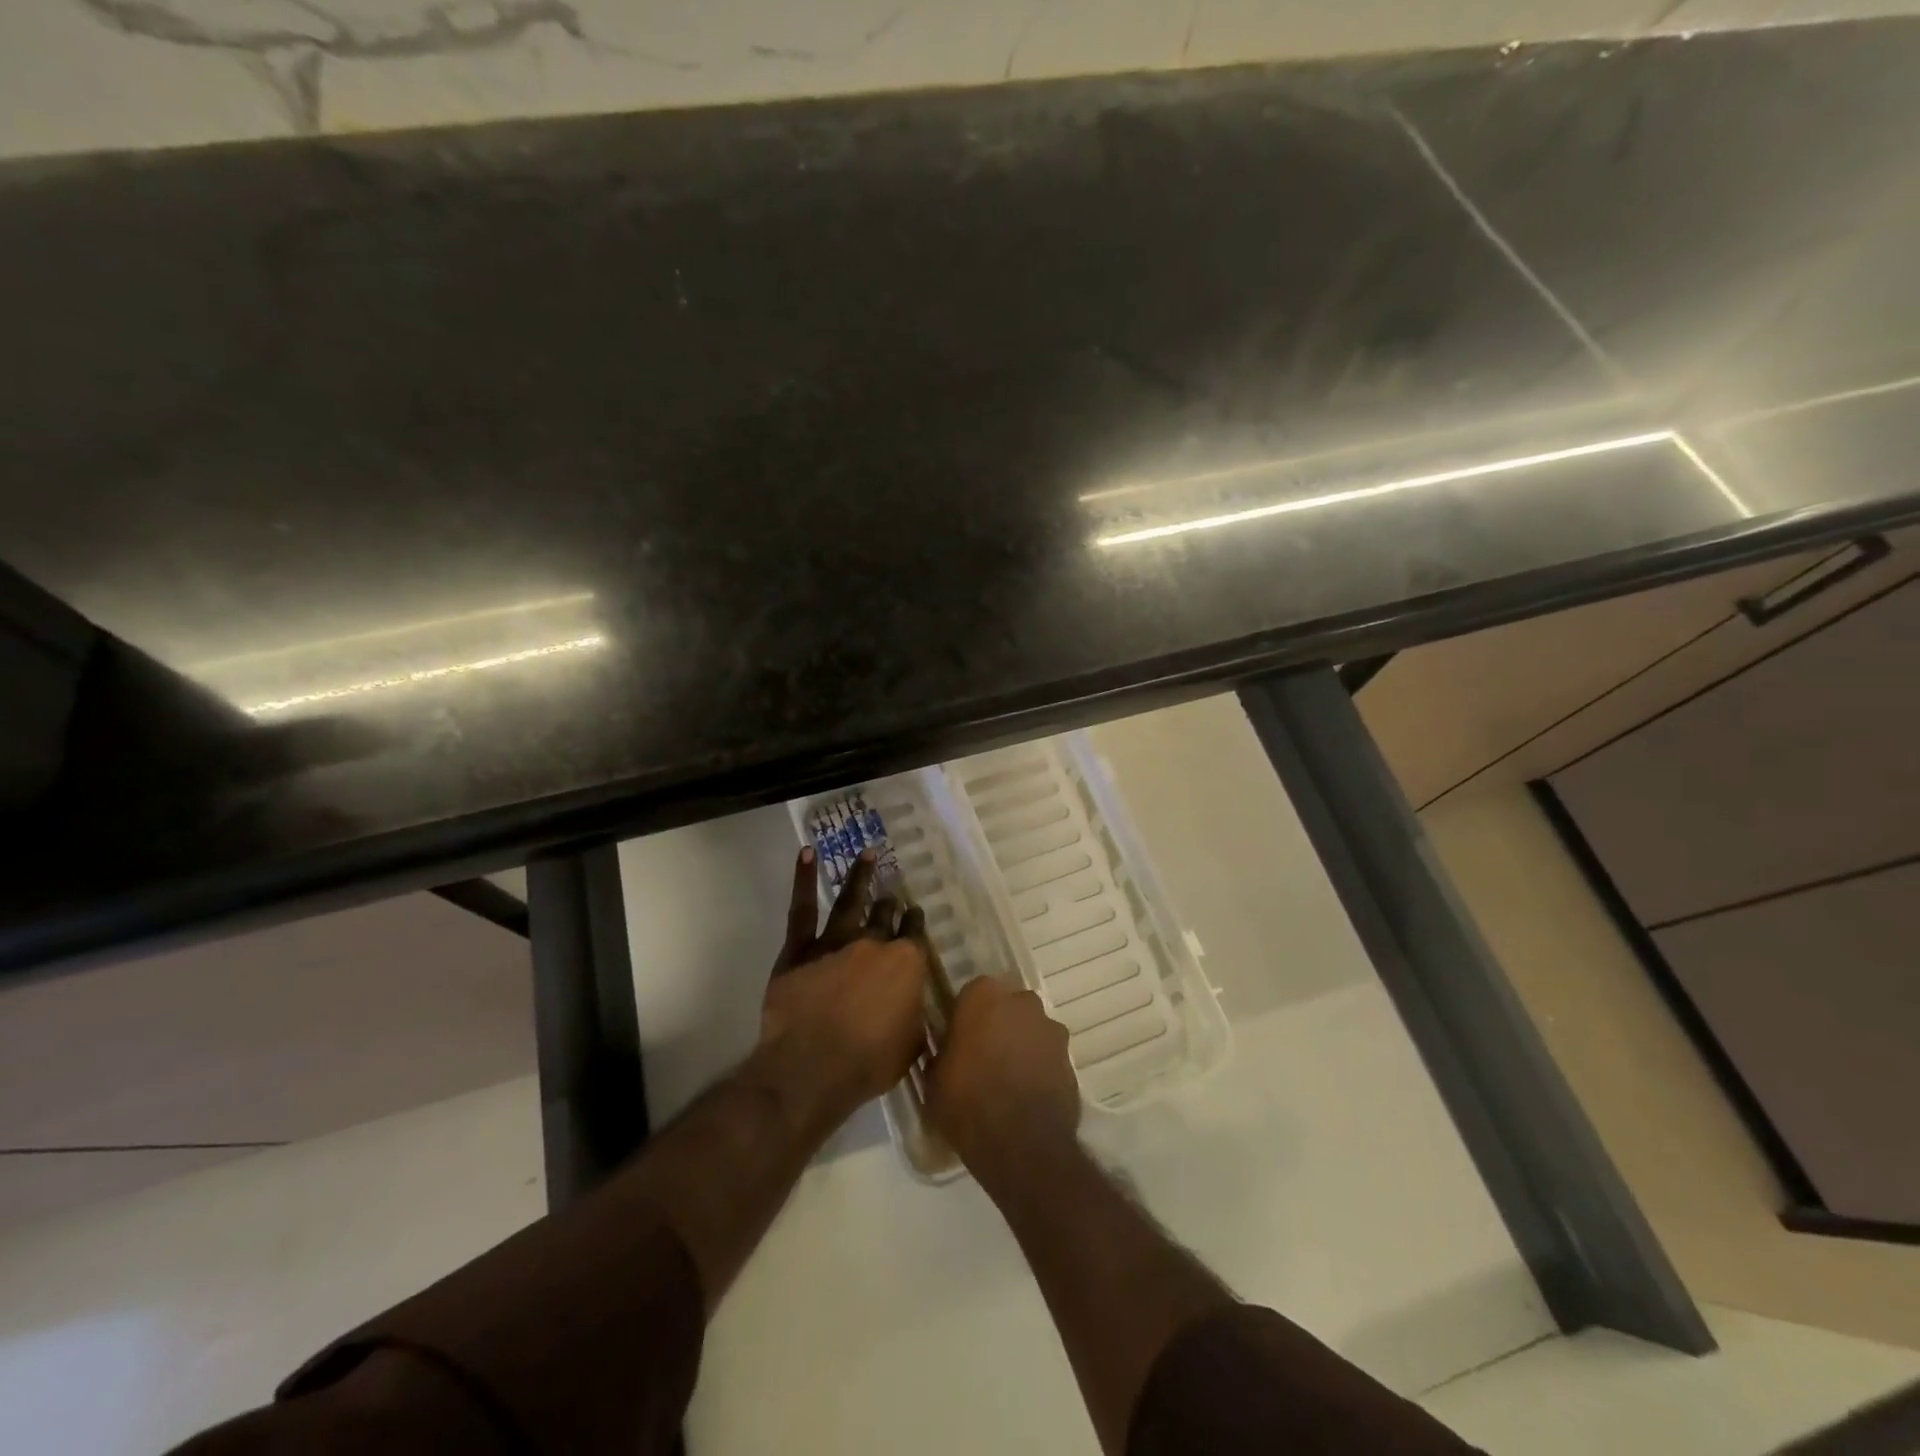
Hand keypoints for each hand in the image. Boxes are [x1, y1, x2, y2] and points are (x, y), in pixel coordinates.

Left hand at [757, 848, 930, 1124]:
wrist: (811, 1069)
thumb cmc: (868, 1063)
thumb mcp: (912, 1044)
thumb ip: (915, 1014)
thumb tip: (915, 1003)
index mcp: (906, 964)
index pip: (914, 934)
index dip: (915, 922)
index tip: (915, 915)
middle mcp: (873, 943)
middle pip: (884, 916)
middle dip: (890, 904)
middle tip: (891, 893)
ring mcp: (835, 942)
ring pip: (850, 901)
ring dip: (860, 876)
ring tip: (867, 854)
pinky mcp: (799, 950)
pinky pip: (802, 910)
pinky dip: (804, 879)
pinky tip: (807, 854)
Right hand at [926, 976, 1080, 1181]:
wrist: (1020, 1143)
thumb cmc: (966, 1101)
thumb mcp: (934, 1077)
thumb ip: (944, 1051)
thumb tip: (950, 1049)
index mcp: (984, 995)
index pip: (972, 993)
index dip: (966, 1016)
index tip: (959, 1039)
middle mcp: (1021, 1002)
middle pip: (1007, 1006)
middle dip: (998, 1024)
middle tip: (983, 1056)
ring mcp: (1050, 1028)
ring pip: (1031, 1029)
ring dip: (1022, 1045)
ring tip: (1008, 1080)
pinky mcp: (1070, 1058)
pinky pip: (1048, 1056)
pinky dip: (1040, 1068)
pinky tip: (1027, 1094)